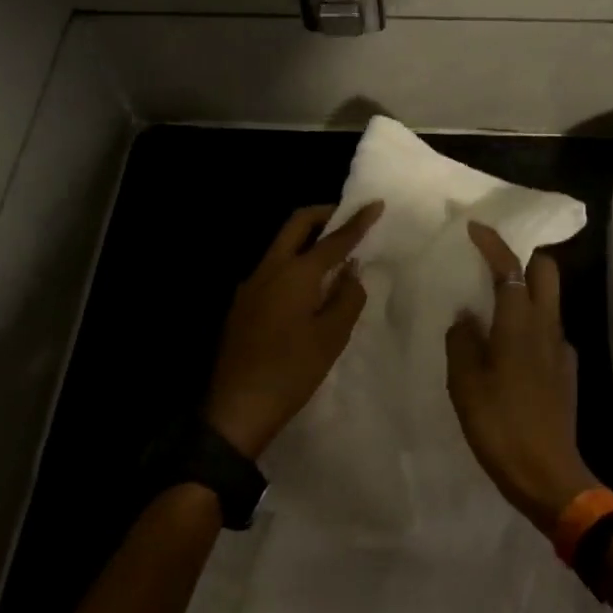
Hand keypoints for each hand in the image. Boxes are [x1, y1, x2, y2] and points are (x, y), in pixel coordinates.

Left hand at [205, 201, 383, 458]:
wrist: (237, 408)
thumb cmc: (292, 371)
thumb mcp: (332, 336)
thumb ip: (348, 297)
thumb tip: (352, 272)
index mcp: (296, 273)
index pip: (334, 239)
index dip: (357, 221)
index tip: (375, 204)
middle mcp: (270, 268)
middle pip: (296, 224)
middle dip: (323, 215)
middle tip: (347, 218)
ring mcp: (251, 284)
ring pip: (281, 244)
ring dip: (307, 239)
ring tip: (333, 253)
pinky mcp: (243, 302)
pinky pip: (273, 268)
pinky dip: (294, 262)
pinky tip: (308, 286)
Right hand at [444, 222, 598, 531]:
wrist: (548, 475)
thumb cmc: (500, 425)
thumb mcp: (465, 383)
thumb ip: (462, 341)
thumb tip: (466, 317)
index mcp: (520, 323)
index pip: (511, 267)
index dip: (494, 243)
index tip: (475, 228)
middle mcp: (547, 327)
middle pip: (546, 272)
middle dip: (524, 257)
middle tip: (493, 261)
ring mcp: (561, 349)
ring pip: (549, 300)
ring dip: (526, 290)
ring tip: (493, 304)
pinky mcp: (566, 371)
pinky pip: (548, 331)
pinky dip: (529, 323)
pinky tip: (508, 347)